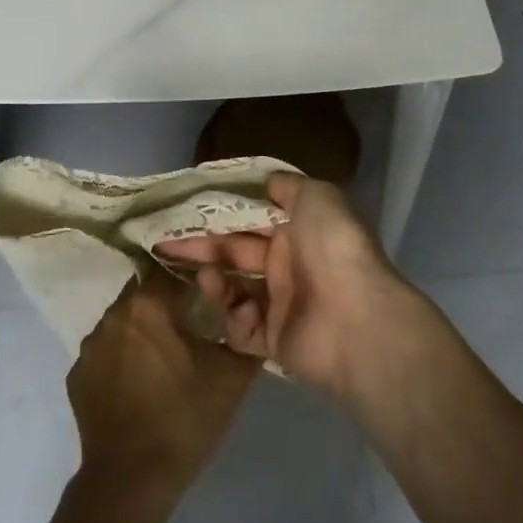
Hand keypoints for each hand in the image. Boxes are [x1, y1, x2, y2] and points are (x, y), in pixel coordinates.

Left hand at [66, 274, 257, 496]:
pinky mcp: (76, 375)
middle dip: (166, 306)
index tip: (209, 302)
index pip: (172, 273)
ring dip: (142, 333)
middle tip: (190, 331)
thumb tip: (249, 313)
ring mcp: (90, 345)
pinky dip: (121, 360)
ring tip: (164, 362)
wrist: (131, 481)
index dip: (192, 284)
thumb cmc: (184, 419)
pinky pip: (105, 354)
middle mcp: (114, 314)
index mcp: (148, 304)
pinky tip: (138, 387)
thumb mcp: (232, 377)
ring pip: (123, 323)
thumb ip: (244, 334)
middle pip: (144, 294)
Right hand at [154, 173, 414, 393]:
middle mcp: (287, 265)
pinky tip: (244, 312)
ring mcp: (280, 305)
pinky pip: (243, 330)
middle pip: (234, 252)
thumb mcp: (317, 196)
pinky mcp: (275, 342)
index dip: (218, 213)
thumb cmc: (333, 248)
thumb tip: (266, 180)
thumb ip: (288, 186)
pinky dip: (237, 320)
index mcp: (296, 230)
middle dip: (201, 246)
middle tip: (165, 243)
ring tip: (208, 278)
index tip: (184, 210)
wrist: (358, 319)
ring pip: (232, 290)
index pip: (248, 218)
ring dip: (215, 282)